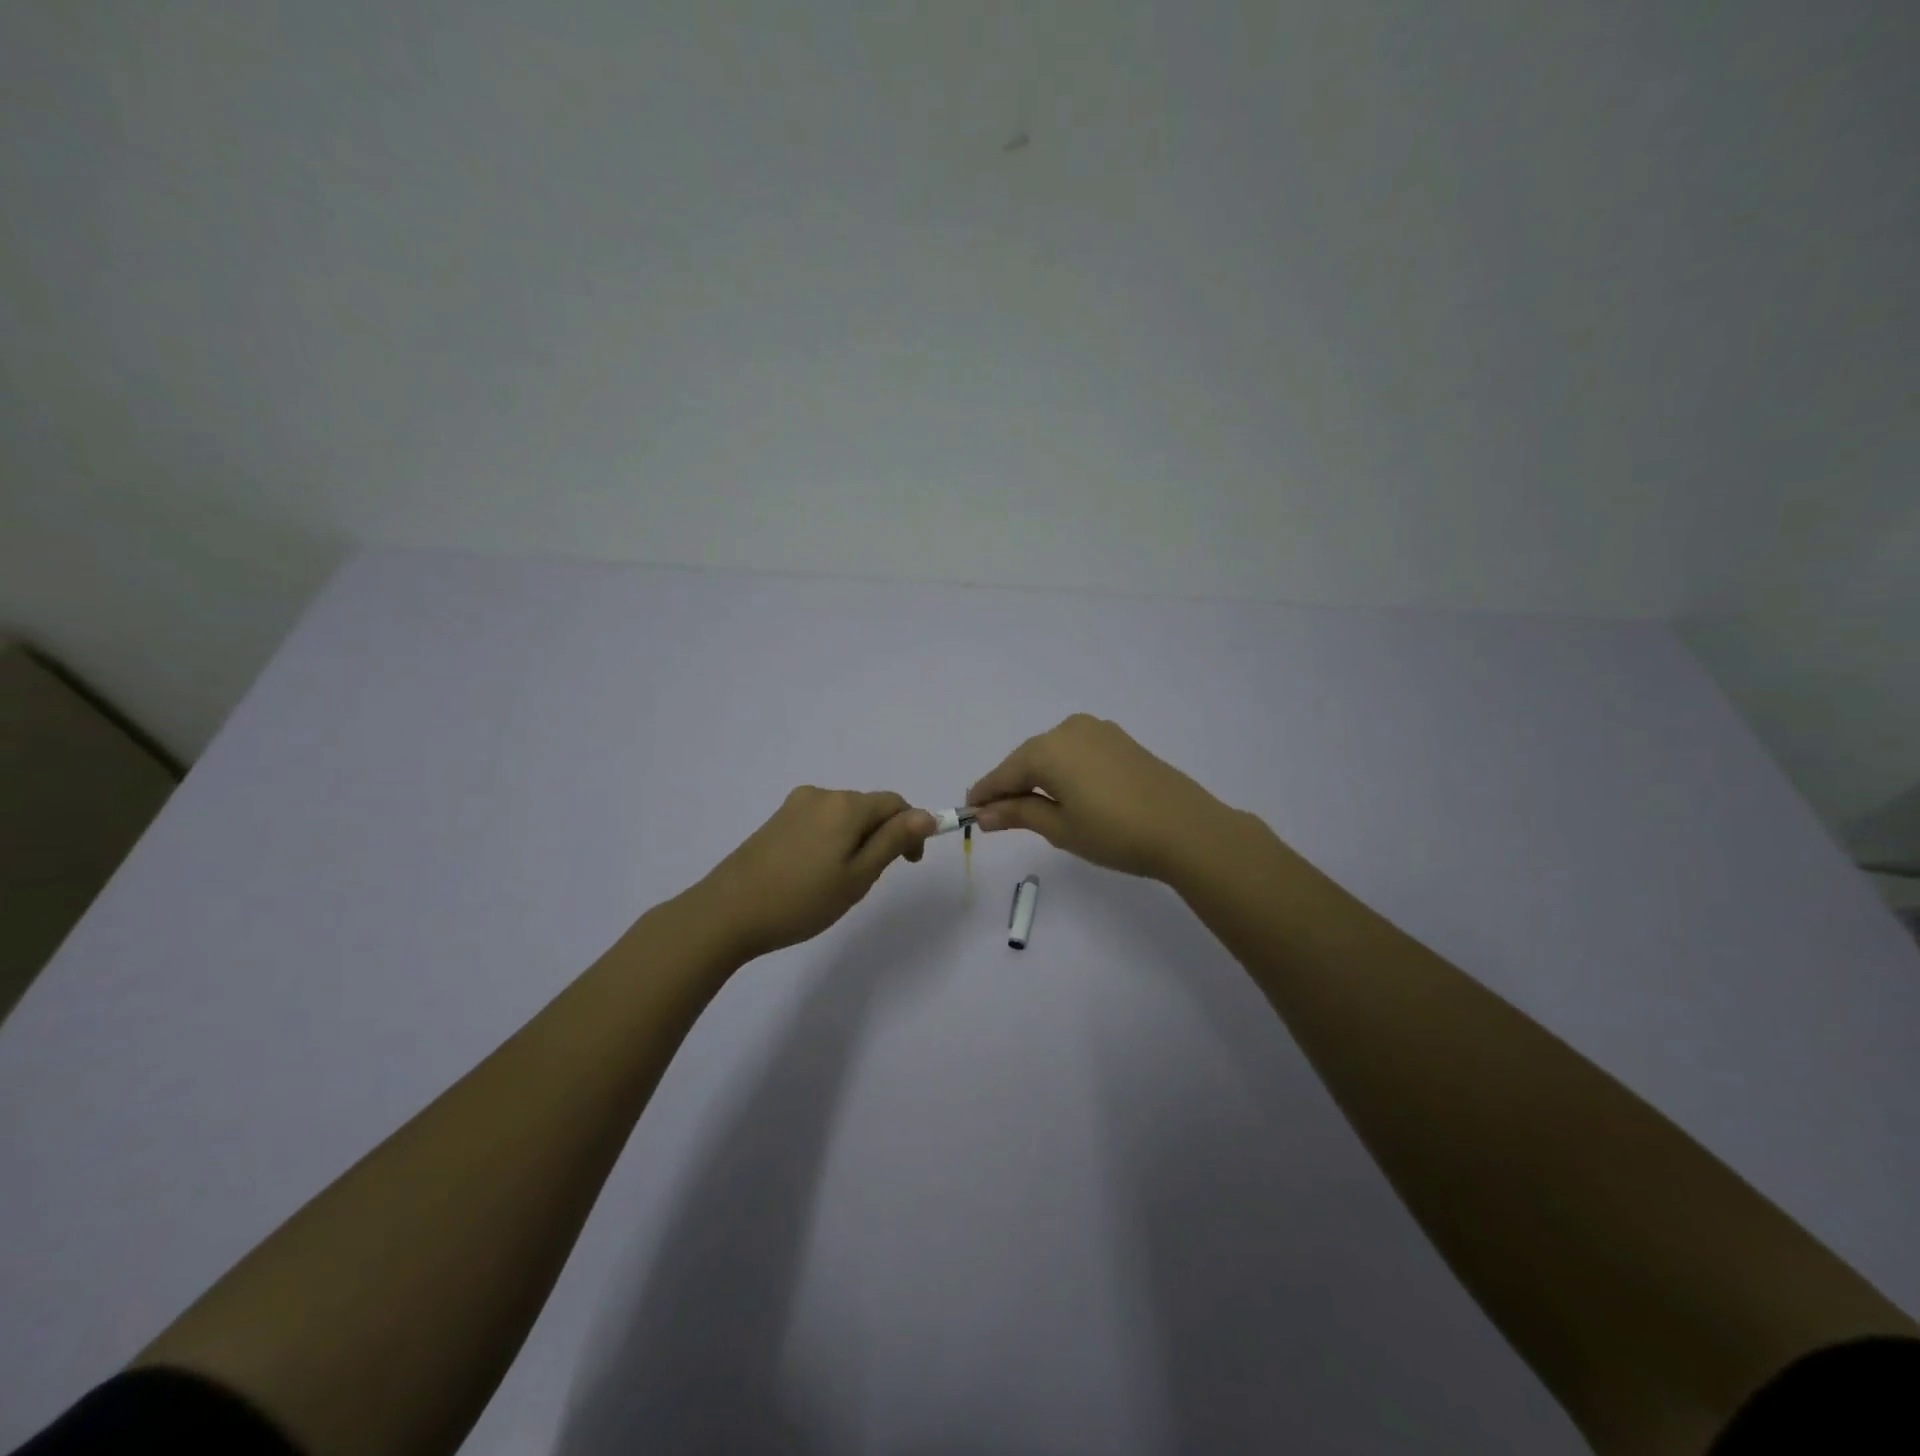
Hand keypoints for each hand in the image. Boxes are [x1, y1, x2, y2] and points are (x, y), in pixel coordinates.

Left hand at [692, 788, 936, 960]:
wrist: (727, 913)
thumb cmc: (801, 900)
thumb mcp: (858, 876)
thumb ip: (893, 842)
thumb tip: (926, 814)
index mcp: (846, 805)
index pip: (895, 803)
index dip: (910, 830)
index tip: (908, 864)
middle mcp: (821, 795)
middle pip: (868, 807)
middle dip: (881, 836)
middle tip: (869, 881)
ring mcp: (795, 805)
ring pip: (843, 816)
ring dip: (855, 840)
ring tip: (840, 882)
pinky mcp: (776, 820)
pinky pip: (819, 822)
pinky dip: (831, 840)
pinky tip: (815, 873)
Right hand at [967, 714, 1232, 880]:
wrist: (1186, 829)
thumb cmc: (1114, 832)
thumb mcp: (1060, 828)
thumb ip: (1018, 814)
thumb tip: (983, 813)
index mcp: (1047, 749)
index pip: (1004, 773)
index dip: (985, 794)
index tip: (969, 812)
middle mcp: (1068, 729)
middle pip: (1027, 760)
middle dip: (1012, 786)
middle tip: (1000, 818)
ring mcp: (1097, 730)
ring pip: (1052, 754)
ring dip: (1038, 778)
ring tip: (1035, 810)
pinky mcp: (1120, 739)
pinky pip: (1077, 752)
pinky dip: (1064, 770)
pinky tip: (1067, 794)